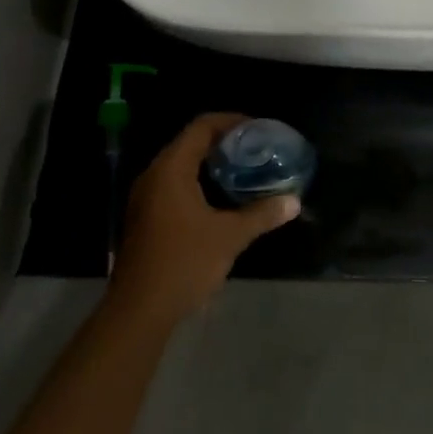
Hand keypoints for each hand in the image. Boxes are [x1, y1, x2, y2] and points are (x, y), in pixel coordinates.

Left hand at [111, 113, 299, 326]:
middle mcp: (154, 175)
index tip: (258, 128)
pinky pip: (174, 184)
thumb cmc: (183, 263)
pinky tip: (220, 199)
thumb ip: (262, 214)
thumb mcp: (229, 237)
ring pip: (181, 165)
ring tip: (243, 170)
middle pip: (190, 142)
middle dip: (223, 142)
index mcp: (171, 169)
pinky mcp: (145, 217)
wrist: (138, 312)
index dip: (231, 121)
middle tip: (255, 149)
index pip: (201, 127)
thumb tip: (294, 201)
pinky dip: (198, 181)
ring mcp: (146, 197)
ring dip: (210, 163)